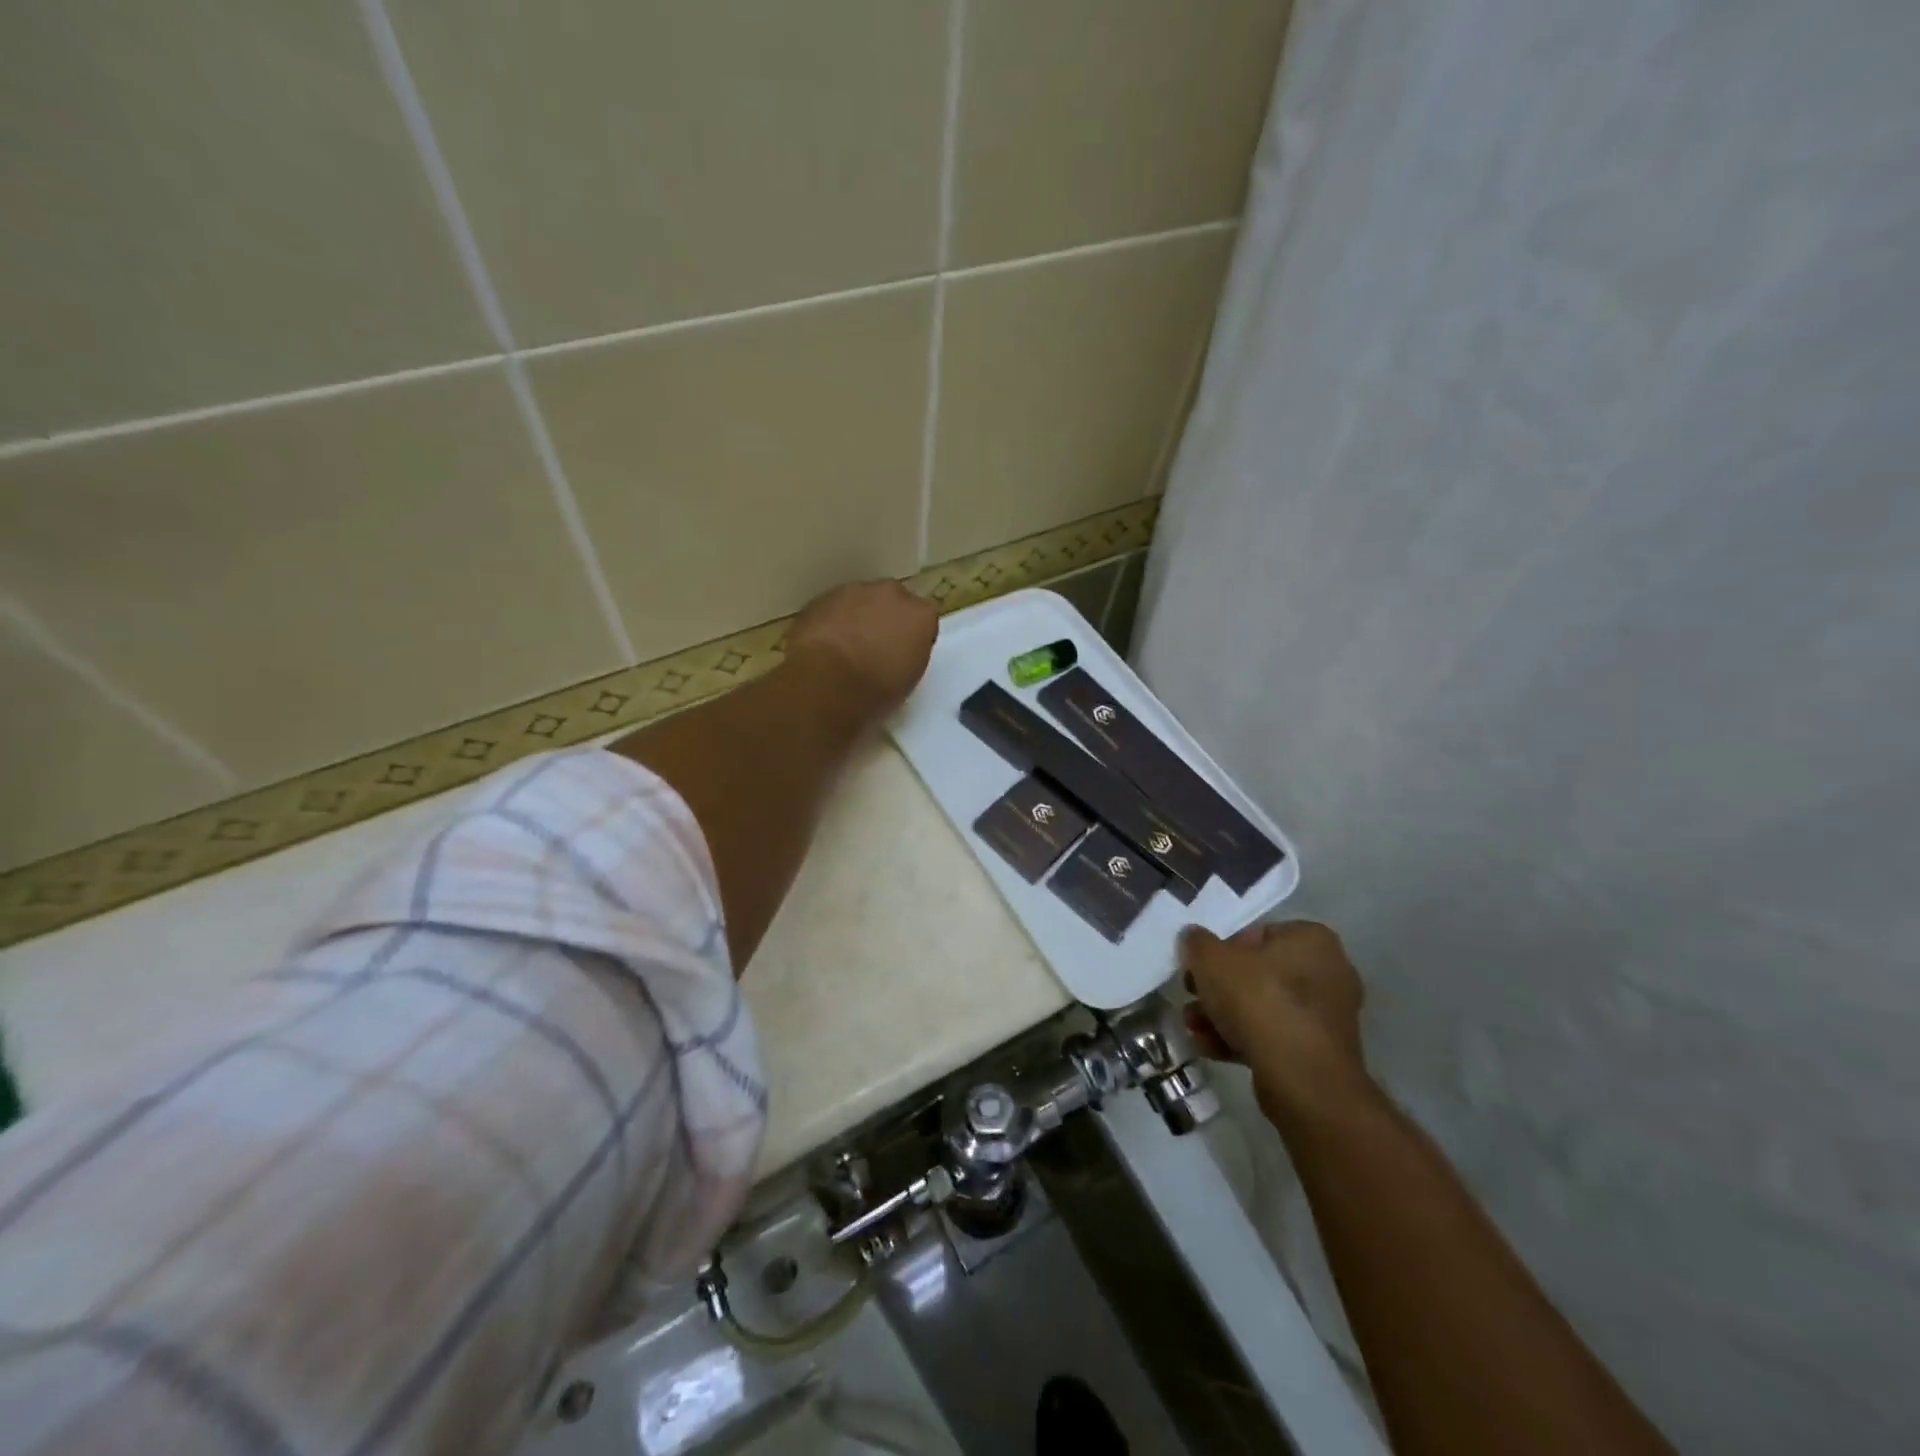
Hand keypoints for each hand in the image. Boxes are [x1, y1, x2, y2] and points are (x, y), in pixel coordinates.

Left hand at [786, 580, 938, 722]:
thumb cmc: (876, 689)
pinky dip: (831, 621)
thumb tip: (899, 650)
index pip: (925, 619)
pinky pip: (833, 608)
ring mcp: (854, 591)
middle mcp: (892, 594)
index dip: (913, 636)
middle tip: (875, 647)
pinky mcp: (822, 597)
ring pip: (861, 601)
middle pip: (893, 602)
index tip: (904, 653)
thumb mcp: (909, 679)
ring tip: (845, 648)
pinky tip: (823, 646)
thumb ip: (909, 653)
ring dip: (857, 618)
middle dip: (886, 619)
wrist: (825, 681)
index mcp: (921, 614)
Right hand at [1181, 920, 1373, 1128]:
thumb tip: (1193, 937)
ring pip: (1263, 1007)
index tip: (1199, 968)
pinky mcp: (1320, 1052)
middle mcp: (1328, 972)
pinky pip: (1274, 1036)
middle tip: (1191, 996)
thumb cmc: (1258, 1000)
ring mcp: (1327, 1016)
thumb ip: (1197, 943)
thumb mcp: (1211, 959)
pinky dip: (1242, 1039)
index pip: (1256, 934)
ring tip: (1193, 1026)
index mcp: (1310, 939)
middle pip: (1257, 973)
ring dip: (1223, 1015)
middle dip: (1218, 988)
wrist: (1301, 1078)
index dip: (1221, 950)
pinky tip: (1209, 1048)